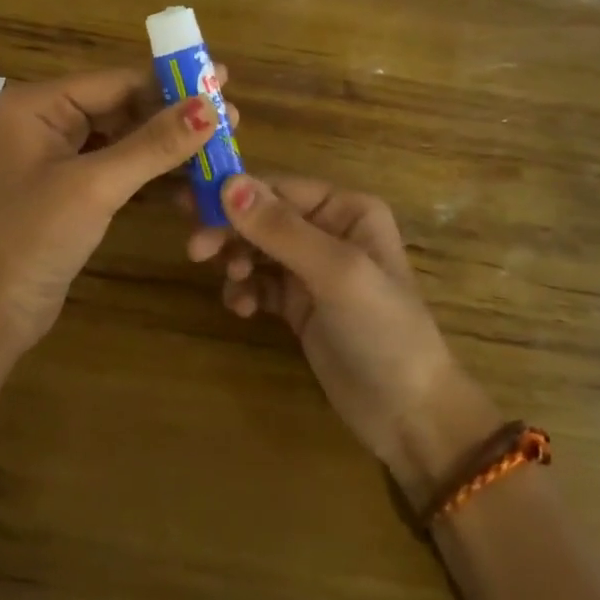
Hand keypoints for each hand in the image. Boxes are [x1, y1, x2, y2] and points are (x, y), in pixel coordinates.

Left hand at [0, 67, 235, 350]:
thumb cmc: (37, 236)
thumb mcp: (97, 186)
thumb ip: (154, 145)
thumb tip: (210, 107)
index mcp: (38, 104)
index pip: (115, 81)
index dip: (171, 83)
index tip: (222, 82)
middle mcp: (47, 118)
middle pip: (123, 105)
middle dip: (174, 115)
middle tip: (229, 118)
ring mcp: (60, 152)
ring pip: (126, 135)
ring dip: (168, 144)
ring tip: (219, 145)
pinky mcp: (73, 183)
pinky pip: (120, 162)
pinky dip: (152, 169)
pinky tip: (191, 175)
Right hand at [188, 174, 501, 503]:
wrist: (409, 415)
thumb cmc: (382, 330)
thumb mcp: (335, 273)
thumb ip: (281, 229)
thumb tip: (228, 183)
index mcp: (346, 209)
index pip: (279, 188)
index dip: (235, 194)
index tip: (190, 207)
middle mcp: (329, 229)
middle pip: (262, 216)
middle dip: (230, 230)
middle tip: (196, 251)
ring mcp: (313, 269)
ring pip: (256, 248)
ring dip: (236, 261)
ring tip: (235, 286)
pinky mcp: (299, 304)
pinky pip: (260, 282)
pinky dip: (246, 290)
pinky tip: (244, 309)